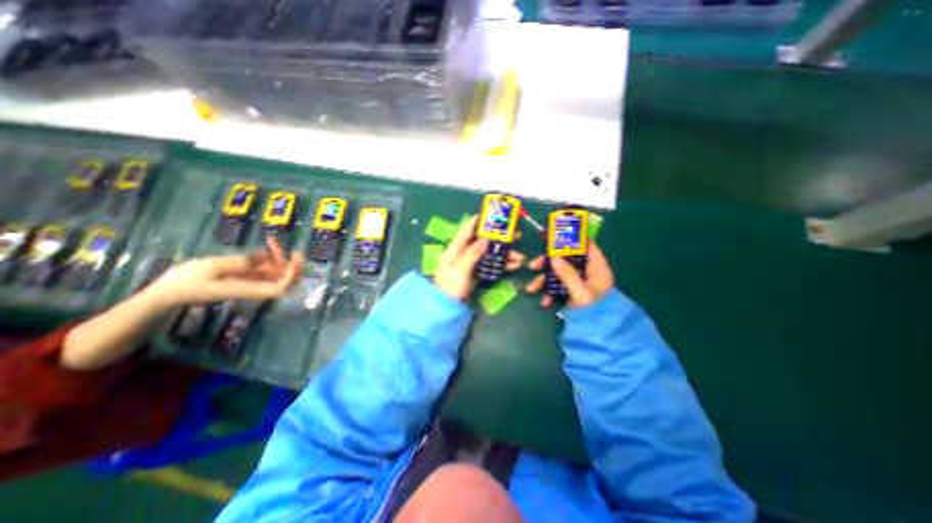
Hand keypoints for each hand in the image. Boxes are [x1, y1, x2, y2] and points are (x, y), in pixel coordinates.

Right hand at [145, 238, 303, 310]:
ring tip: (273, 241)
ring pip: (277, 272)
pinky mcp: (247, 279)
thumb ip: (241, 262)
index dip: (292, 275)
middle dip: (291, 264)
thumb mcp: (212, 267)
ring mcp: (252, 283)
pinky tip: (268, 244)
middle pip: (284, 280)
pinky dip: (269, 258)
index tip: (294, 259)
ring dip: (279, 257)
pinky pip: (266, 269)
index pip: (281, 287)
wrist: (168, 293)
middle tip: (291, 249)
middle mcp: (256, 288)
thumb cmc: (187, 281)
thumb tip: (264, 257)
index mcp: (250, 289)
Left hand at [436, 215, 523, 298]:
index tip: (493, 214)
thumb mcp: (460, 268)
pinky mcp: (477, 273)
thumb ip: (472, 253)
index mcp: (456, 248)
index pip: (467, 229)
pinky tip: (514, 266)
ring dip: (505, 254)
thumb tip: (485, 238)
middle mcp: (464, 252)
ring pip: (490, 253)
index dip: (479, 220)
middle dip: (500, 238)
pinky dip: (502, 265)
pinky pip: (491, 265)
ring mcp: (471, 263)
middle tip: (516, 235)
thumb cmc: (450, 286)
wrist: (446, 307)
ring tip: (520, 257)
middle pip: (483, 240)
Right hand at [528, 240, 617, 310]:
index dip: (571, 239)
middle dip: (547, 263)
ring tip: (530, 289)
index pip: (586, 245)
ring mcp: (578, 281)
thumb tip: (553, 257)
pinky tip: (544, 302)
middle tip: (532, 266)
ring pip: (558, 273)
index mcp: (596, 267)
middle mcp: (587, 271)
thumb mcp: (581, 293)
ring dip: (543, 280)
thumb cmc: (595, 311)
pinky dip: (549, 292)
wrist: (599, 334)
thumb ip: (568, 275)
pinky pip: (558, 286)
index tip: (553, 237)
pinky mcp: (571, 291)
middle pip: (566, 259)